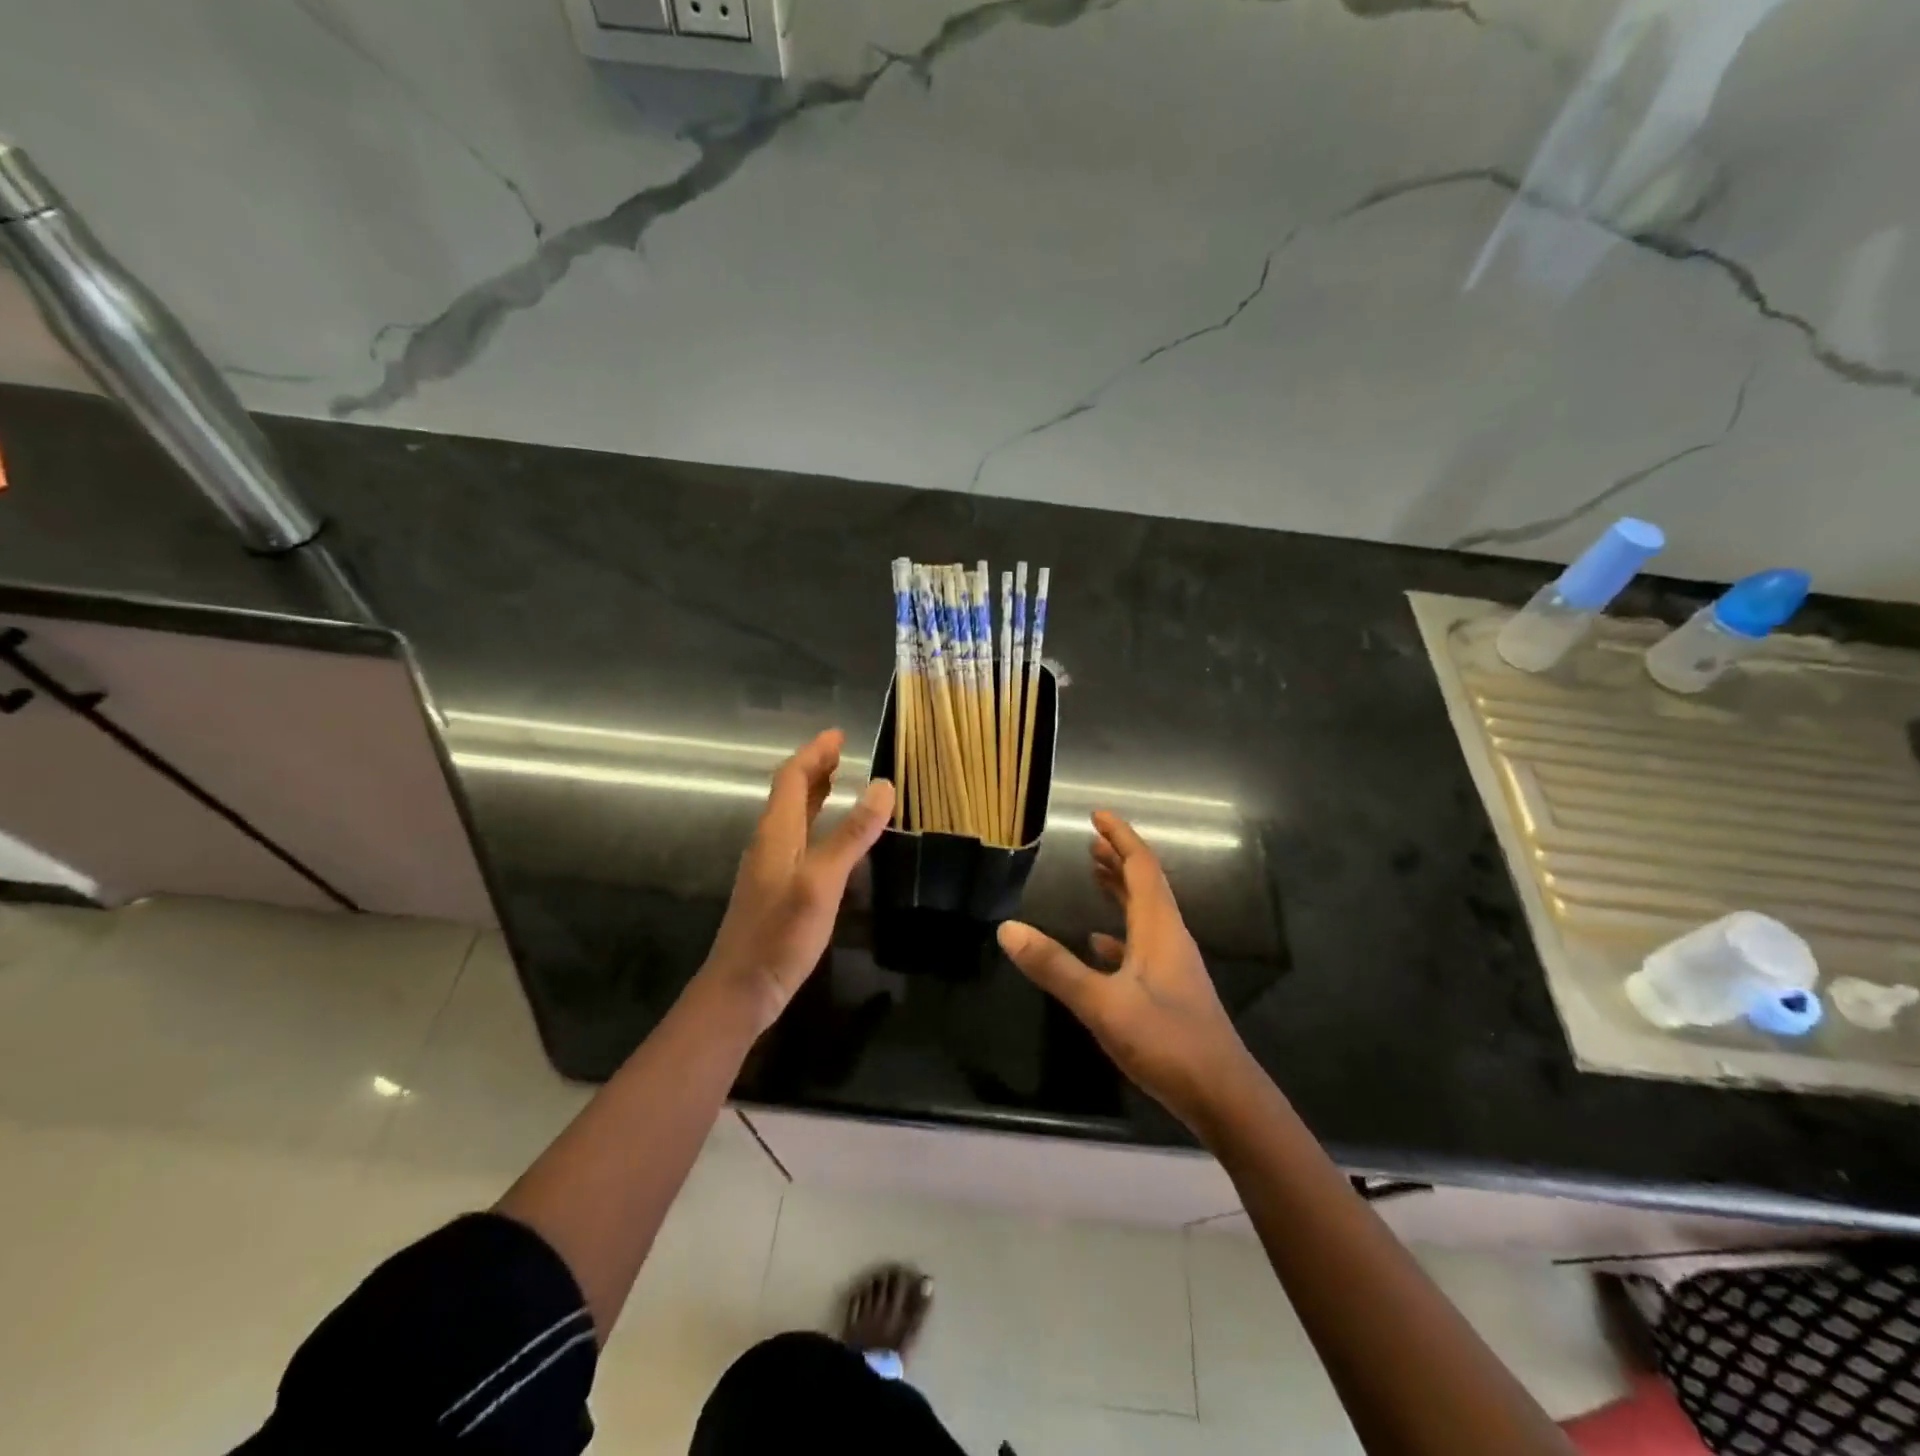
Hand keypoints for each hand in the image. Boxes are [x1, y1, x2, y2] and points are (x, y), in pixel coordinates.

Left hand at [702, 729, 894, 1032]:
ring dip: (816, 794)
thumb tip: (882, 785)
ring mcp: (771, 867)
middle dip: (815, 768)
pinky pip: (799, 839)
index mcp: (776, 832)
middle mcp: (770, 842)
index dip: (814, 753)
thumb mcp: (822, 881)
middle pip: (791, 793)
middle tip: (843, 752)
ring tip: (840, 781)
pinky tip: (832, 838)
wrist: (741, 989)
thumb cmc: (780, 934)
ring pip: (794, 817)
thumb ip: (851, 834)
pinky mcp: (777, 889)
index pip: (793, 778)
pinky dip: (818, 823)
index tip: (839, 735)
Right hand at [997, 812, 1256, 1131]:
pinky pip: (1141, 946)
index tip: (1097, 815)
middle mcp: (1169, 938)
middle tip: (1090, 841)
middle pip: (1145, 885)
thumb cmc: (1168, 1043)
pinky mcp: (1169, 992)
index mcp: (1159, 929)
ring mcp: (1171, 966)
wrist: (1224, 1098)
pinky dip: (1119, 934)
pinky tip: (1099, 944)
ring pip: (1144, 914)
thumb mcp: (1104, 1004)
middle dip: (1119, 859)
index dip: (1121, 838)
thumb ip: (1055, 967)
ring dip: (1120, 890)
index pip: (1142, 867)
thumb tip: (1007, 928)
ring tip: (1094, 874)